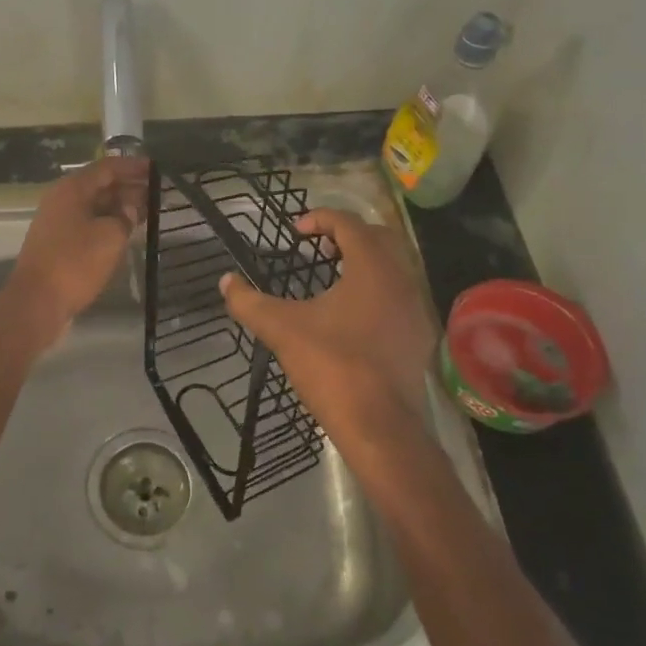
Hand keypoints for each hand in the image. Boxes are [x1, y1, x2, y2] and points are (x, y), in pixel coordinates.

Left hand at [6, 155, 148, 336]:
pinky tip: (126, 232)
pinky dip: (108, 223)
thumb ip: (125, 217)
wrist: (37, 301)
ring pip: (95, 206)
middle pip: (100, 185)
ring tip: (149, 211)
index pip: (107, 167)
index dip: (133, 166)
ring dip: (120, 206)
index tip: (158, 169)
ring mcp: (58, 222)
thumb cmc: (75, 263)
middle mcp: (62, 199)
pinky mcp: (58, 243)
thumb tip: (130, 208)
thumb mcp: (110, 236)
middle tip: (159, 192)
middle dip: (129, 186)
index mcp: (72, 189)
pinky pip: (88, 224)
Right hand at [219, 209, 436, 467]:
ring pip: (393, 267)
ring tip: (331, 279)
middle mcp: (402, 279)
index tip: (295, 231)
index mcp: (372, 267)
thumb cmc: (331, 365)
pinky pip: (399, 295)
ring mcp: (416, 308)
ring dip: (363, 262)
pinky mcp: (419, 335)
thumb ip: (249, 302)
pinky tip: (351, 315)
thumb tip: (226, 282)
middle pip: (378, 238)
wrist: (380, 426)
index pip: (349, 223)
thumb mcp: (281, 329)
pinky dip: (376, 289)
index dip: (320, 219)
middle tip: (317, 250)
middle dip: (346, 236)